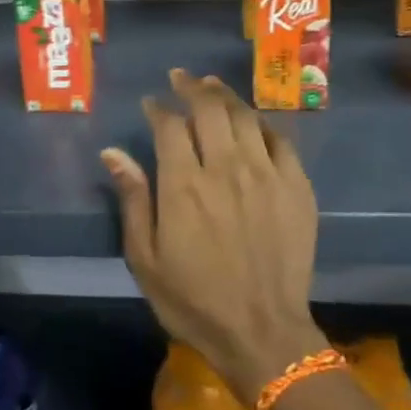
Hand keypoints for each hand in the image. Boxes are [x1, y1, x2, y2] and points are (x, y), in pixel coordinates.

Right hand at [102, 69, 324, 402]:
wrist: (262, 332)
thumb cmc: (194, 301)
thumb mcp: (146, 259)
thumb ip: (133, 200)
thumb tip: (113, 152)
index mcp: (184, 185)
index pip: (170, 125)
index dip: (158, 108)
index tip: (152, 103)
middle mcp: (226, 168)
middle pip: (210, 109)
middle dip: (192, 87)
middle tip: (182, 78)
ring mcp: (266, 174)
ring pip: (246, 117)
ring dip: (226, 96)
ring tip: (213, 86)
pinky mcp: (297, 187)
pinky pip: (280, 140)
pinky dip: (263, 124)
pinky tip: (254, 122)